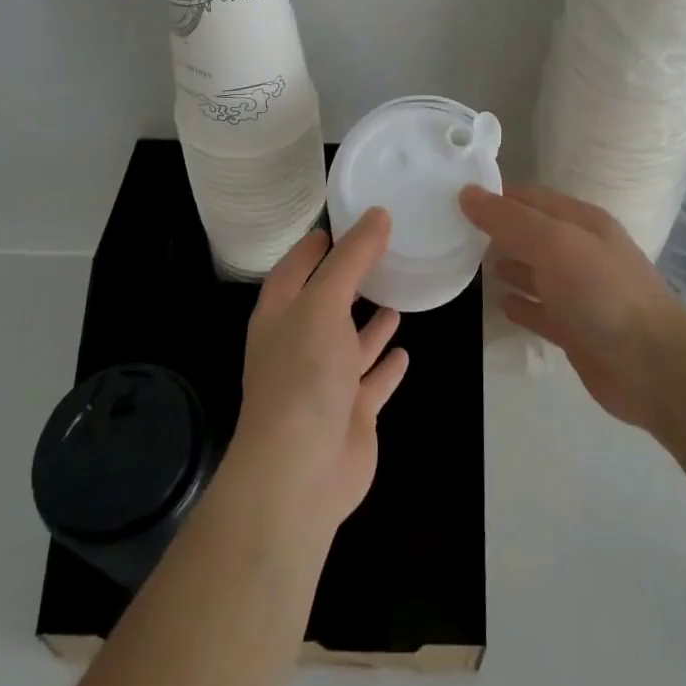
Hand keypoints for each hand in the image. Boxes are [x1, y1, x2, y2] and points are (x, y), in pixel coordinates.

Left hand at [225, 210, 409, 536]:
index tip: (343, 222)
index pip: (295, 268)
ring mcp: (325, 382)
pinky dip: (385, 365)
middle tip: (383, 252)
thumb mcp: (325, 302)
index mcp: (281, 314)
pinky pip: (372, 381)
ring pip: (350, 343)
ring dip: (369, 323)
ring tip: (396, 297)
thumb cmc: (303, 373)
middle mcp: (299, 344)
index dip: (315, 246)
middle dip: (349, 281)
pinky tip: (404, 350)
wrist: (300, 472)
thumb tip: (378, 213)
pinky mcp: (351, 413)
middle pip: (325, 303)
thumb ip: (352, 258)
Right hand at [461, 183, 685, 428]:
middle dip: (497, 230)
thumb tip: (467, 192)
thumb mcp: (555, 244)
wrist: (654, 368)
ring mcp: (580, 293)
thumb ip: (510, 220)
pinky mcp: (576, 330)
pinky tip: (498, 303)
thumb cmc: (603, 294)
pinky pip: (541, 310)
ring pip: (535, 271)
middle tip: (452, 230)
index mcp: (582, 222)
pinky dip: (520, 304)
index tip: (454, 195)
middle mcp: (581, 252)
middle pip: (532, 233)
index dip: (496, 195)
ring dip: (507, 264)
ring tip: (468, 262)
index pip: (530, 198)